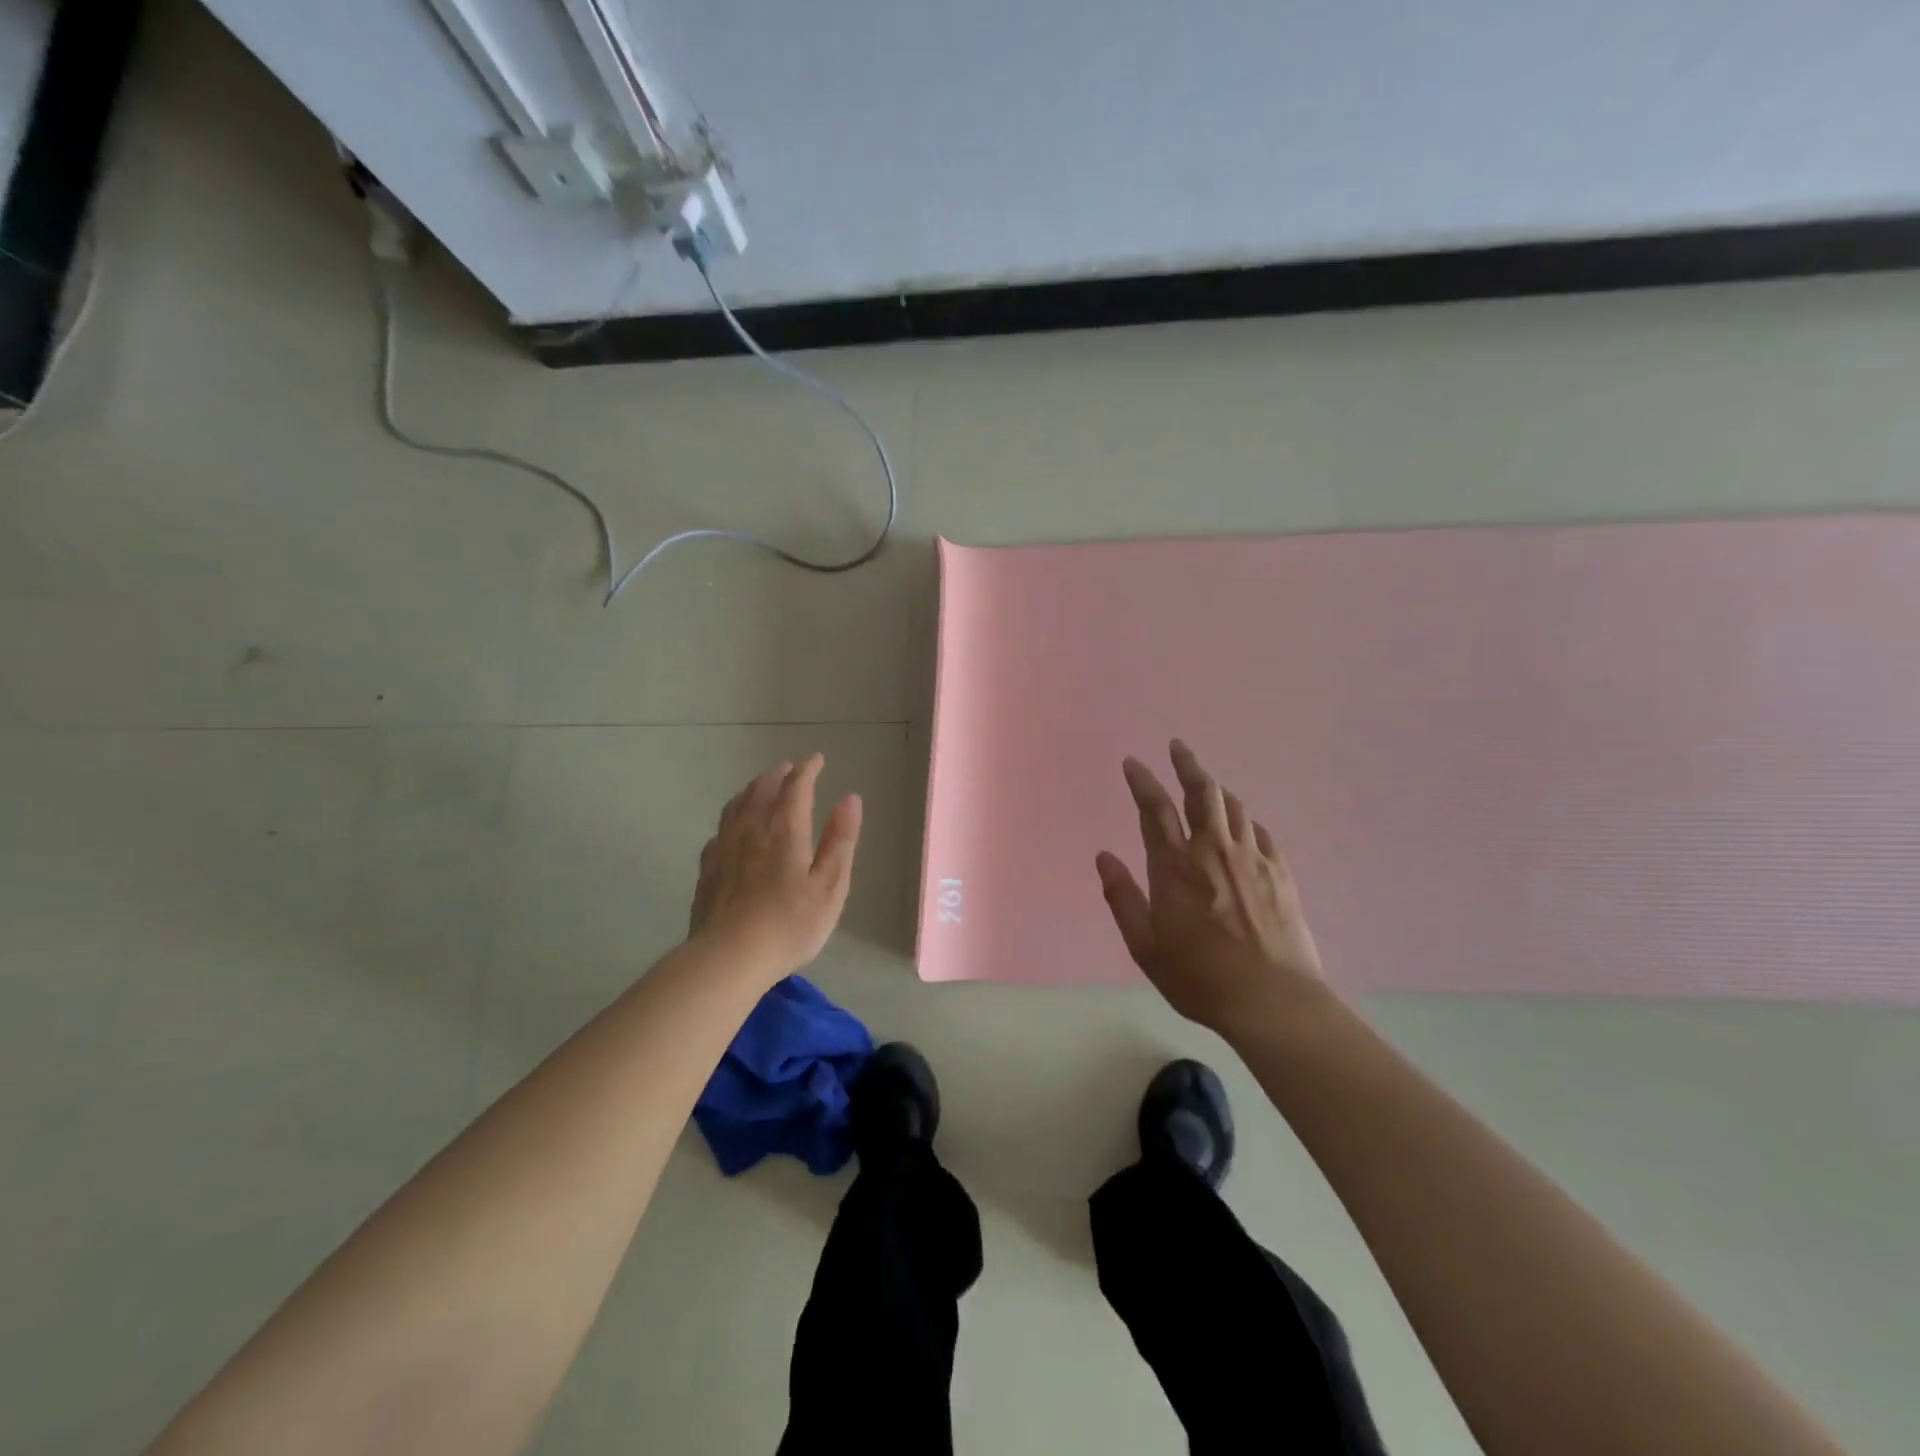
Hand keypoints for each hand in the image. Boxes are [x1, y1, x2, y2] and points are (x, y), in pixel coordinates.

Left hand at [689, 754, 862, 979]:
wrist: (729, 957)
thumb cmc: (790, 923)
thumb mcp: (830, 884)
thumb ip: (841, 839)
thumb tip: (850, 799)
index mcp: (785, 830)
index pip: (796, 787)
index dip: (808, 770)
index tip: (817, 759)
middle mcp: (752, 829)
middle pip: (762, 790)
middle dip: (778, 775)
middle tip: (789, 768)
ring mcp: (725, 847)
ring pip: (737, 805)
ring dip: (752, 789)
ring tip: (760, 786)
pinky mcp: (708, 868)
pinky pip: (720, 828)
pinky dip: (732, 816)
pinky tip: (733, 827)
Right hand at [1095, 740, 1326, 1037]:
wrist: (1272, 1000)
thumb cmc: (1199, 977)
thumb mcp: (1145, 945)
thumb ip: (1122, 897)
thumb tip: (1103, 857)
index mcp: (1174, 866)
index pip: (1154, 808)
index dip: (1142, 781)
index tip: (1133, 762)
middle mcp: (1212, 851)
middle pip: (1202, 792)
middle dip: (1187, 764)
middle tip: (1178, 746)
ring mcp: (1251, 859)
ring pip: (1234, 807)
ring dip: (1216, 789)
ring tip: (1207, 783)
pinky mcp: (1280, 873)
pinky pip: (1261, 833)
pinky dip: (1246, 822)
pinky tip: (1243, 827)